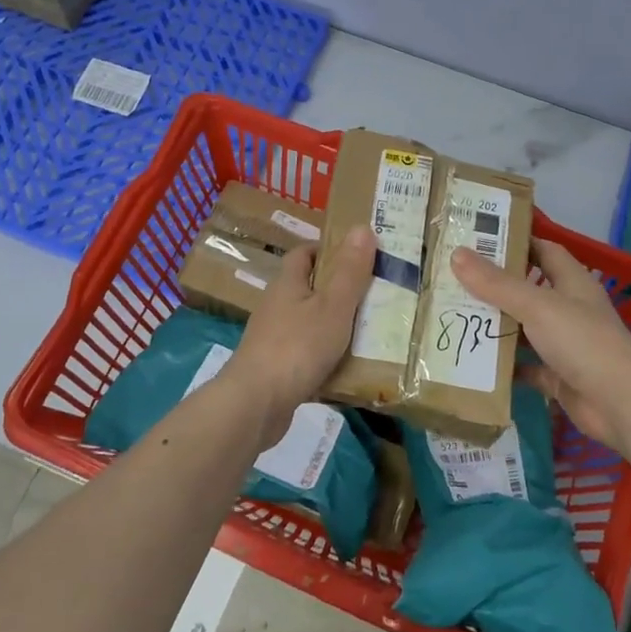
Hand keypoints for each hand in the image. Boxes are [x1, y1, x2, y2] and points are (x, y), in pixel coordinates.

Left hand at [223, 225, 375, 447]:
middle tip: (374, 295)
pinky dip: (326, 358)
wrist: (256, 404)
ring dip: (333, 326)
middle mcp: (276, 307)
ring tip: (370, 332)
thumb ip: (350, 271)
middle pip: (307, 289)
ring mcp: (273, 339)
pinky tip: (349, 369)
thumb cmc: (297, 346)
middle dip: (337, 290)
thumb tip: (362, 227)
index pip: (303, 254)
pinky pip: (306, 356)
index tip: (357, 256)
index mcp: (287, 284)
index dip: (327, 250)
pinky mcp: (275, 370)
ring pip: (308, 323)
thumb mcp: (333, 305)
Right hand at [451, 237, 630, 451]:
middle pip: (528, 290)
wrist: (622, 404)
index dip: (517, 242)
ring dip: (496, 325)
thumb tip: (456, 254)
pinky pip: (525, 366)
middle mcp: (569, 309)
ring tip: (455, 316)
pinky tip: (474, 361)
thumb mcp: (537, 306)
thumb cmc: (583, 342)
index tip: (480, 239)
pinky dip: (504, 366)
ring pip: (524, 329)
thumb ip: (496, 284)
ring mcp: (565, 345)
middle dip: (495, 286)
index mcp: (572, 282)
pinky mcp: (558, 377)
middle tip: (454, 279)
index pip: (544, 251)